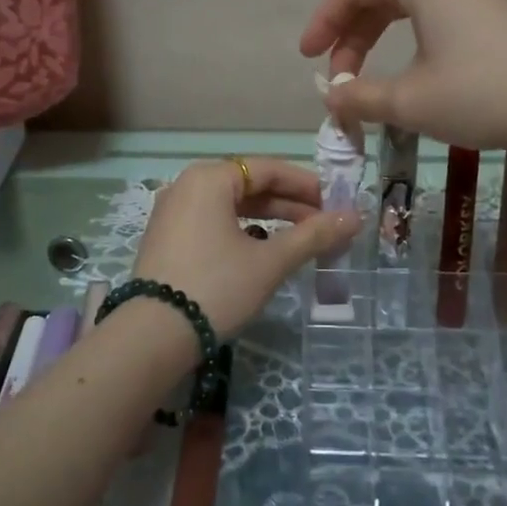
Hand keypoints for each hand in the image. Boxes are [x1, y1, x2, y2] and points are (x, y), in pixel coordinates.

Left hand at [132, 157, 360, 340]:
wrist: (152, 336)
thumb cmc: (216, 287)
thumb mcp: (269, 262)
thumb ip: (312, 236)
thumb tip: (355, 217)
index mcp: (209, 178)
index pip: (268, 169)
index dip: (307, 185)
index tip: (337, 204)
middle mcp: (187, 185)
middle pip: (248, 185)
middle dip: (290, 205)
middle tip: (325, 225)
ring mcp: (172, 213)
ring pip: (231, 206)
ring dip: (269, 220)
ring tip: (302, 239)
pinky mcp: (166, 239)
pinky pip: (213, 223)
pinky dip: (242, 231)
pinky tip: (263, 251)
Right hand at [299, 0, 506, 154]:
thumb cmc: (482, 93)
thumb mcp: (409, 100)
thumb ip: (359, 97)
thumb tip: (331, 99)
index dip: (323, 25)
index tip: (307, 60)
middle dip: (350, 39)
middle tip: (338, 81)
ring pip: (406, 9)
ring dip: (378, 45)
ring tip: (366, 85)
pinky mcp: (492, 13)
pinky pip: (433, 19)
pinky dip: (408, 46)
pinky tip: (409, 78)